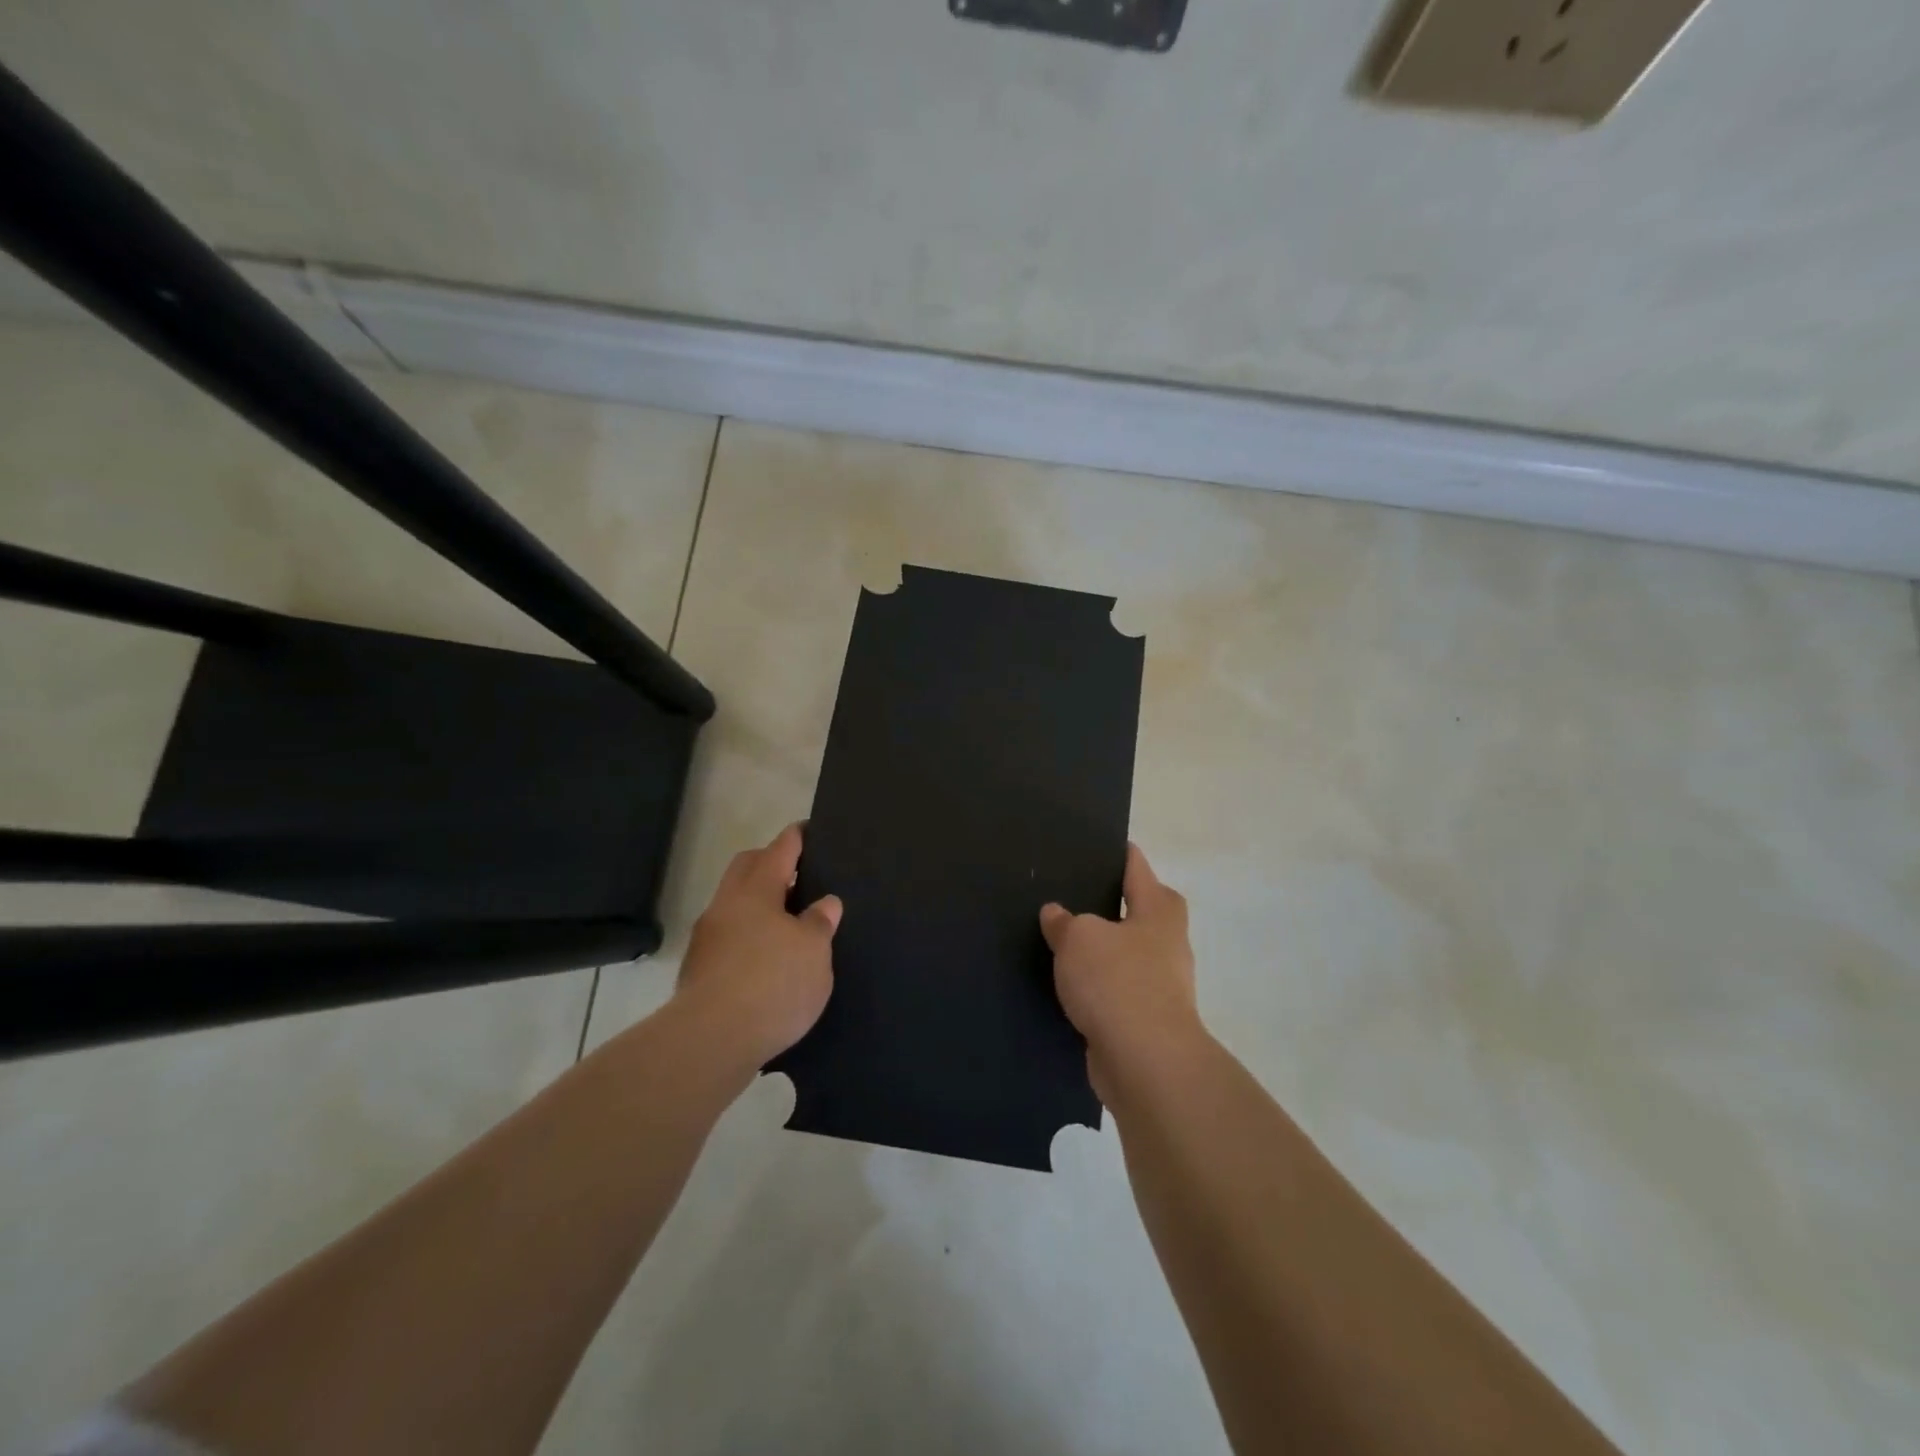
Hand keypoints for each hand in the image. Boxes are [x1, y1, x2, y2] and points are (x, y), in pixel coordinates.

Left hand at [676, 823, 840, 1067]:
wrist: (710, 1041)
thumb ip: (820, 922)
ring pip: (735, 904)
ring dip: (759, 904)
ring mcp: (707, 938)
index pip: (779, 849)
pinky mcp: (699, 970)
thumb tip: (824, 903)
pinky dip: (749, 935)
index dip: (797, 838)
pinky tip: (768, 958)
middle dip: (771, 864)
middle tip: (801, 874)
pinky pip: (729, 936)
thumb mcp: (813, 951)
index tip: (808, 829)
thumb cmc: (772, 983)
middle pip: (747, 868)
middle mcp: (726, 905)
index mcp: (755, 890)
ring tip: (789, 921)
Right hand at [1040, 843, 1203, 1100]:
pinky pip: (1118, 990)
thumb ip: (1064, 922)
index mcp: (1158, 910)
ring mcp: (1162, 984)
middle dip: (1110, 904)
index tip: (1095, 844)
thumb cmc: (1117, 982)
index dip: (1118, 853)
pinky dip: (1098, 987)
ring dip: (1102, 951)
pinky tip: (1068, 987)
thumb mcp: (1079, 938)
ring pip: (1126, 953)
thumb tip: (1057, 914)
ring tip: (1061, 942)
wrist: (1146, 1062)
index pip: (1137, 868)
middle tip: (1071, 896)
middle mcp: (1167, 942)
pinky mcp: (1148, 1019)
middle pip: (1138, 910)